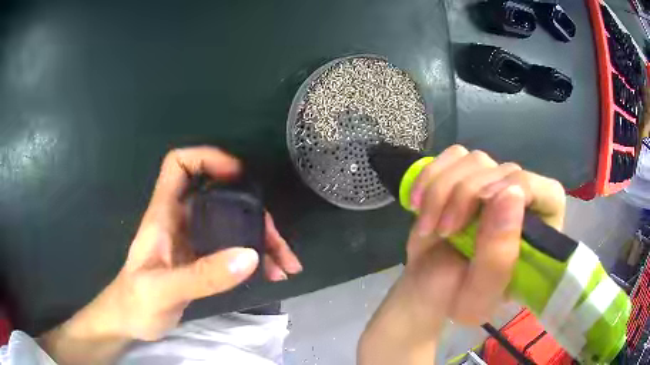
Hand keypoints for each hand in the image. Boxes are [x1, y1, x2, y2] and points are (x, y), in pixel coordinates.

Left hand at [40, 146, 301, 363]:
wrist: (130, 321)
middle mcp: (180, 220)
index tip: (238, 173)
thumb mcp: (164, 290)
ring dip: (260, 239)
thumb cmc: (136, 302)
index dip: (207, 158)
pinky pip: (233, 248)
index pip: (179, 165)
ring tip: (284, 264)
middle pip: (220, 196)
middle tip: (275, 239)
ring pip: (232, 223)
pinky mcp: (202, 259)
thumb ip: (202, 276)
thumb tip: (249, 256)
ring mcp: (193, 240)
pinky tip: (270, 274)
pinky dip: (254, 258)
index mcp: (164, 214)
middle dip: (253, 212)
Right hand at [358, 145, 564, 364]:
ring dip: (443, 190)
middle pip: (505, 170)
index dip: (520, 189)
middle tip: (444, 231)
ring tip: (430, 227)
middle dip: (467, 197)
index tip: (483, 207)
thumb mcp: (478, 296)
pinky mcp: (466, 176)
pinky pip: (452, 156)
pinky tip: (419, 203)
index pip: (547, 192)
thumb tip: (511, 193)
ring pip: (475, 159)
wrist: (426, 287)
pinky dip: (430, 176)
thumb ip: (499, 257)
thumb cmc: (456, 298)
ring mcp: (493, 185)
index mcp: (538, 235)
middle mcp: (521, 202)